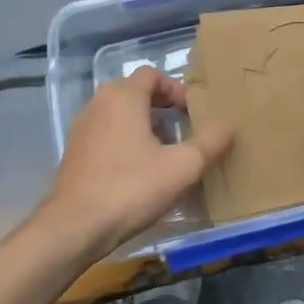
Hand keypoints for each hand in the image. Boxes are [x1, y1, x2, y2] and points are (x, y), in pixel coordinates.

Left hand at [37, 68, 234, 259]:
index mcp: (123, 97)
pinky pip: (107, 134)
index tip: (192, 114)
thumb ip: (210, 143)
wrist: (73, 228)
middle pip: (136, 93)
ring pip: (121, 115)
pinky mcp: (74, 153)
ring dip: (145, 126)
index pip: (153, 75)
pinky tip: (139, 172)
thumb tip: (230, 127)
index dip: (177, 90)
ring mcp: (82, 128)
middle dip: (163, 108)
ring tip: (165, 154)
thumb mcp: (182, 167)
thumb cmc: (131, 188)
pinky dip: (126, 142)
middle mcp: (98, 104)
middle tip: (183, 131)